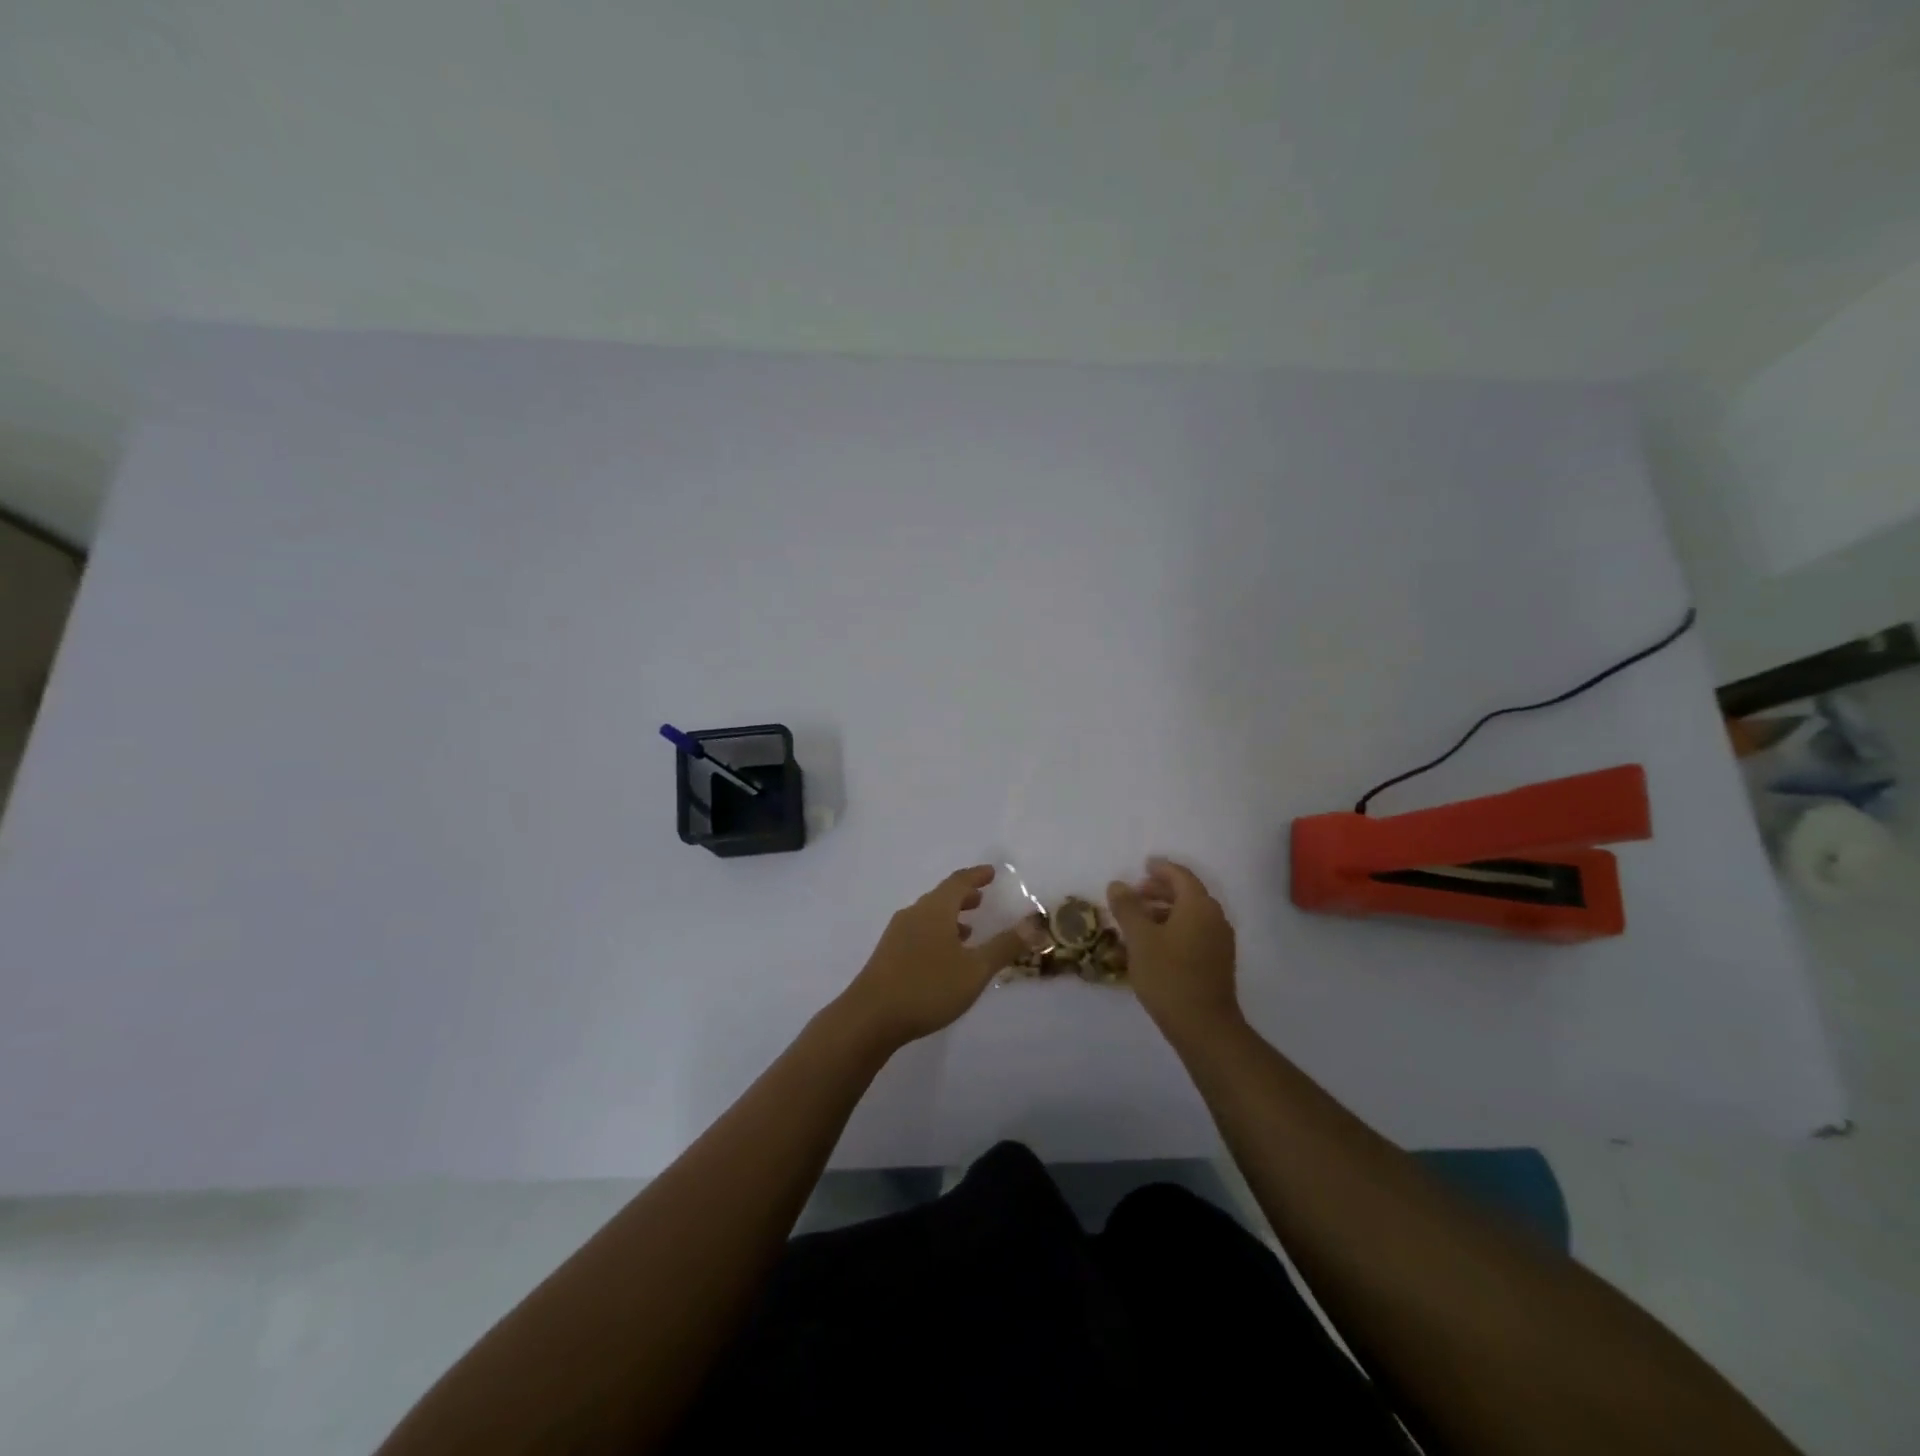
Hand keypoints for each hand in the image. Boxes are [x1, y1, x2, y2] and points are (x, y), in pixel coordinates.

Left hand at [836, 866, 1033, 1051]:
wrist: (870, 1017)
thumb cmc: (927, 987)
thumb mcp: (975, 970)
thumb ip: (1005, 946)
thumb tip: (1034, 922)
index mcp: (935, 910)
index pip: (958, 882)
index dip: (976, 875)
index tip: (992, 872)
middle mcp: (913, 914)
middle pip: (941, 897)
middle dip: (963, 896)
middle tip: (982, 898)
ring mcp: (897, 934)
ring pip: (928, 916)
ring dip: (950, 917)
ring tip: (969, 929)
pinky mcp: (887, 955)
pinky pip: (918, 932)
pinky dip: (937, 933)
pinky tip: (943, 957)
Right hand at [1107, 857, 1240, 1041]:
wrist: (1204, 1026)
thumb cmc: (1168, 975)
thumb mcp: (1140, 939)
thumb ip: (1127, 908)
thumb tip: (1118, 884)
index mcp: (1199, 906)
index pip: (1181, 876)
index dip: (1161, 868)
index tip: (1143, 865)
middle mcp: (1214, 918)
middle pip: (1187, 894)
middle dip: (1161, 890)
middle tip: (1135, 894)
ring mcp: (1220, 942)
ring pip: (1191, 915)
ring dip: (1165, 911)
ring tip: (1139, 921)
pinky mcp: (1218, 963)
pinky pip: (1195, 933)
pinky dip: (1174, 929)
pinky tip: (1154, 945)